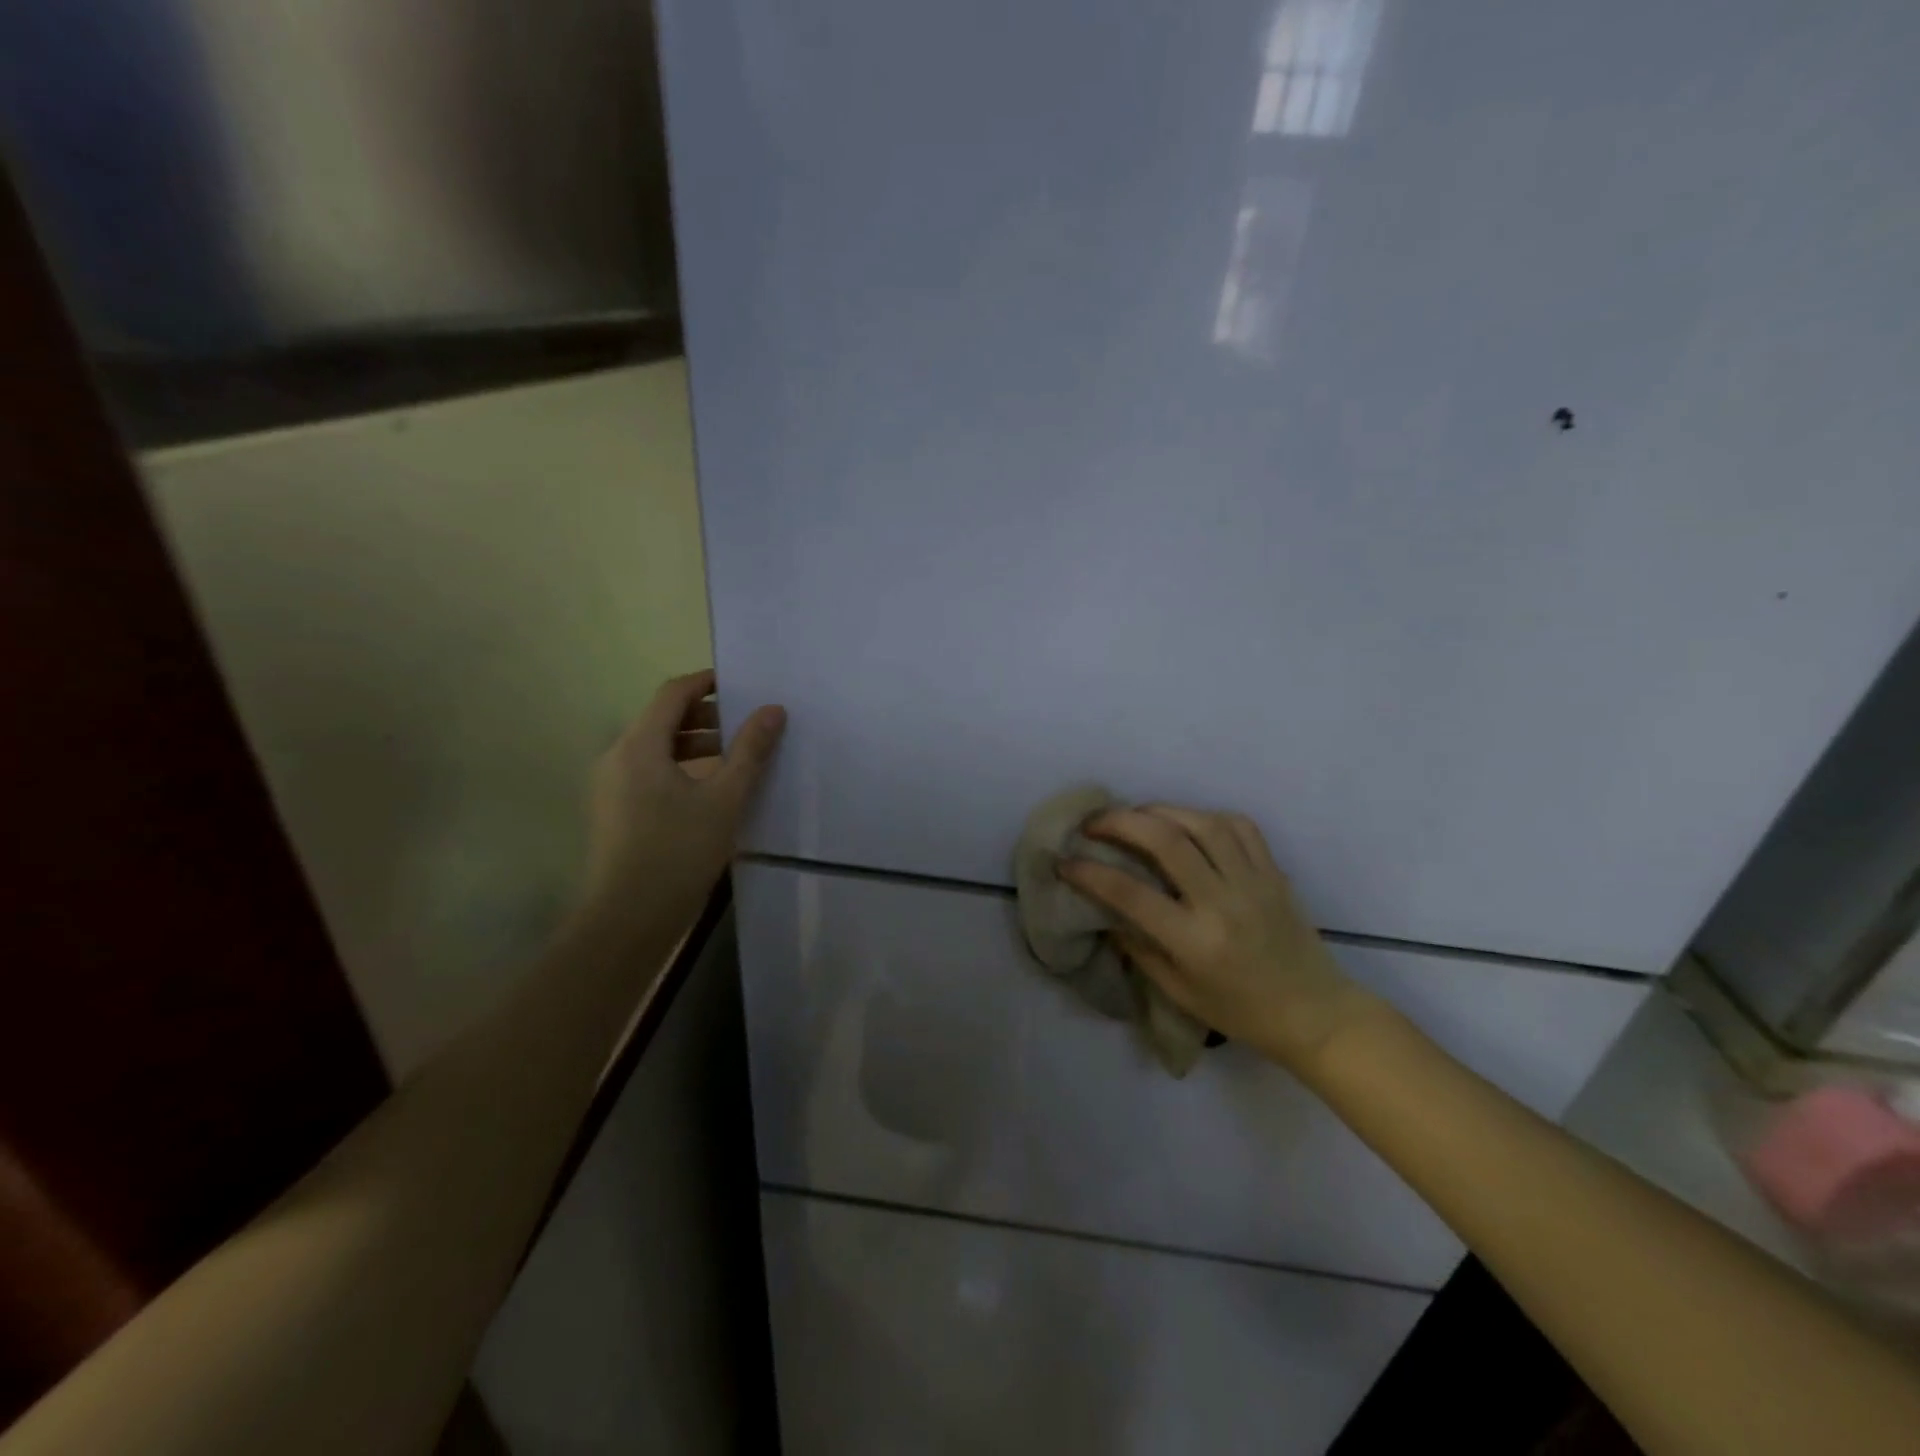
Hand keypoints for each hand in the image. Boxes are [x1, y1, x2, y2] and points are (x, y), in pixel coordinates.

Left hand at [577, 670, 784, 937]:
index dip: (707, 683)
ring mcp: (613, 786)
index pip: (673, 693)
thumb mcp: (725, 799)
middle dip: (707, 717)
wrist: (628, 920)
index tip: (742, 685)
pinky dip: (682, 768)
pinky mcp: (616, 812)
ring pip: (658, 749)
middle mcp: (618, 757)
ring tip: (737, 759)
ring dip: (697, 744)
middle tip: (748, 726)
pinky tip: (712, 792)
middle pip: (663, 719)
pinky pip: (651, 773)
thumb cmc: (678, 852)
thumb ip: (750, 751)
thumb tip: (773, 710)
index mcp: (640, 745)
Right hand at [1060, 806, 1380, 1069]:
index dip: (1090, 873)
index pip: (1131, 894)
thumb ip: (1140, 948)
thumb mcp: (1180, 992)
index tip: (1065, 862)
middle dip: (1121, 822)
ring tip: (1135, 814)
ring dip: (1160, 810)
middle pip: (1166, 841)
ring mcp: (1253, 882)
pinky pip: (1239, 826)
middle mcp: (1223, 903)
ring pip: (1202, 823)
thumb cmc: (1242, 1012)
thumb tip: (1107, 912)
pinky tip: (1186, 822)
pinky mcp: (1273, 872)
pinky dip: (1205, 816)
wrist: (1315, 1013)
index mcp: (1196, 941)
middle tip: (1093, 822)